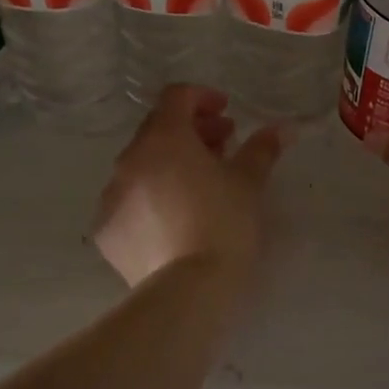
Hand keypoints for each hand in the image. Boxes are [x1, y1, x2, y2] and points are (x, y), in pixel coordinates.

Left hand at [92, 86, 286, 288]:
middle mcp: (130, 159)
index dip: (202, 98)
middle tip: (222, 147)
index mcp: (163, 138)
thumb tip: (282, 128)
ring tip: (199, 185)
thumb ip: (262, 148)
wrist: (188, 291)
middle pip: (158, 129)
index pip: (176, 96)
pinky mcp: (107, 230)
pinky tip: (174, 219)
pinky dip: (150, 198)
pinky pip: (129, 200)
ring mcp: (112, 195)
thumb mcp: (249, 183)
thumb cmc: (224, 224)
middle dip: (190, 132)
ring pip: (141, 165)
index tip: (227, 114)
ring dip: (169, 164)